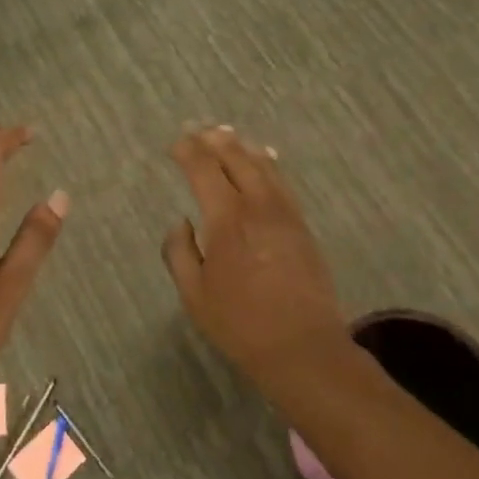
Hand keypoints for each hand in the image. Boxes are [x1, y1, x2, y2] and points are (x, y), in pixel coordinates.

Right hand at [162, 126, 346, 376]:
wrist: (302, 346)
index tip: (176, 144)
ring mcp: (285, 214)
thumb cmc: (240, 324)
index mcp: (227, 220)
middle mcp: (257, 207)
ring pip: (263, 166)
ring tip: (227, 136)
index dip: (188, 152)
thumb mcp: (194, 294)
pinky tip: (264, 160)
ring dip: (242, 147)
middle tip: (198, 131)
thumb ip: (180, 252)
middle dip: (215, 141)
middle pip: (237, 159)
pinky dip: (269, 164)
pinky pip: (283, 183)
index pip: (205, 171)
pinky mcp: (302, 226)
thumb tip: (181, 223)